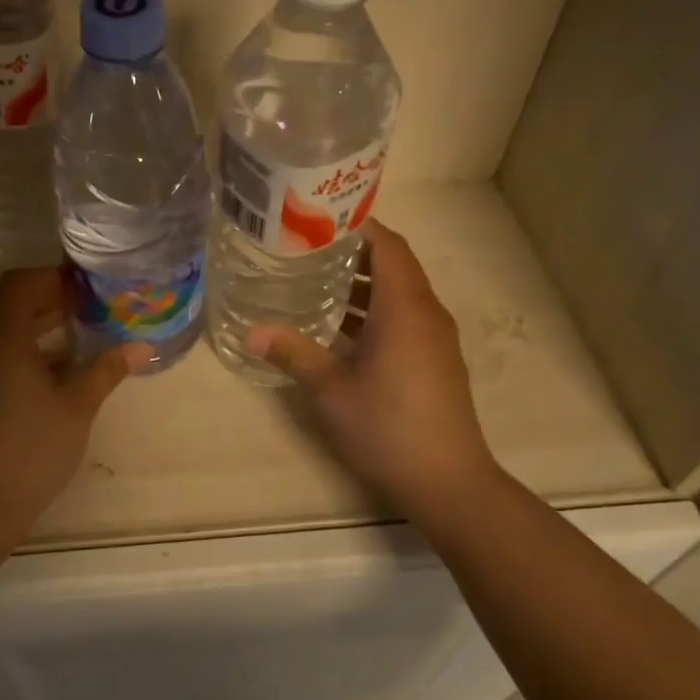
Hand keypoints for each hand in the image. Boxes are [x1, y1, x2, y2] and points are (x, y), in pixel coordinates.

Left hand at [0, 268, 151, 522]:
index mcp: (1, 339)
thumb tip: (141, 347)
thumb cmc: (33, 449)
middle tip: (76, 306)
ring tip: (67, 334)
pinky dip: (11, 345)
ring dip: (25, 321)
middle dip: (38, 295)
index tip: (82, 288)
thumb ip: (106, 370)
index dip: (51, 278)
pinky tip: (44, 370)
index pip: (19, 284)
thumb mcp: (77, 407)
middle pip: (1, 298)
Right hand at [250, 220, 499, 514]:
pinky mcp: (436, 360)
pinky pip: (406, 317)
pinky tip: (342, 327)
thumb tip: (252, 333)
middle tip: (308, 247)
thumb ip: (294, 353)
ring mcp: (436, 338)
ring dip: (364, 283)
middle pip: (395, 264)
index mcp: (405, 307)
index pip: (388, 245)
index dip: (358, 225)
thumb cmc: (387, 427)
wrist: (448, 481)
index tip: (319, 218)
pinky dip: (376, 310)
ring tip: (317, 280)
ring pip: (400, 293)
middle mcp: (427, 313)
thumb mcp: (331, 389)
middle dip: (355, 252)